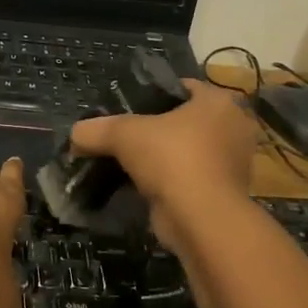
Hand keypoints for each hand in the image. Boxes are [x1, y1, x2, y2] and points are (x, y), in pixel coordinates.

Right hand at [68, 80, 259, 251]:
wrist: (202, 220)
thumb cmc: (172, 159)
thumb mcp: (124, 134)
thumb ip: (96, 129)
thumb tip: (75, 135)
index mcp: (218, 102)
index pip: (182, 87)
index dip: (152, 94)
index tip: (127, 107)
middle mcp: (232, 128)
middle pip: (184, 120)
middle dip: (156, 129)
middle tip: (125, 136)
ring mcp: (232, 163)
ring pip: (187, 151)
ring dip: (162, 158)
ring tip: (128, 162)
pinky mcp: (224, 193)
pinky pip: (190, 178)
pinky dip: (170, 182)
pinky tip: (141, 186)